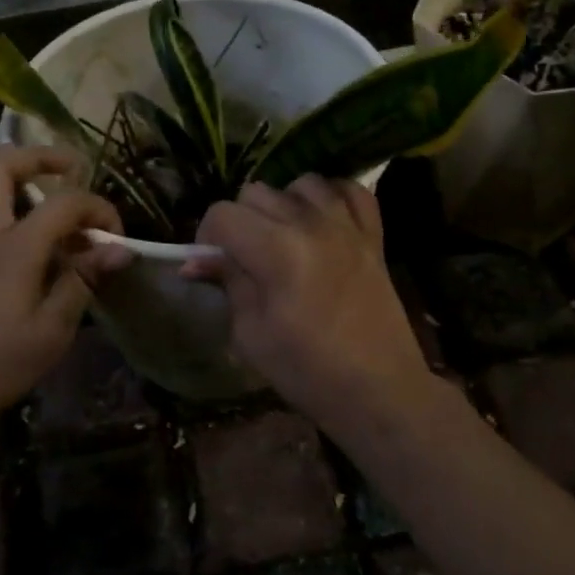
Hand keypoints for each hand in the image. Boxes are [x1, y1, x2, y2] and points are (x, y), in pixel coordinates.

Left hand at [0, 147, 127, 429]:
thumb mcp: (51, 332)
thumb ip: (82, 283)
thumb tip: (118, 250)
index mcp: (16, 250)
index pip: (64, 204)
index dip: (98, 210)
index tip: (115, 238)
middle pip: (3, 168)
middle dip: (41, 157)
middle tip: (71, 167)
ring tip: (24, 171)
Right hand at [184, 177, 435, 422]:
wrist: (378, 390)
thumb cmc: (307, 371)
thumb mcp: (251, 334)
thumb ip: (228, 284)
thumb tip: (196, 261)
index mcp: (276, 251)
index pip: (223, 214)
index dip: (207, 236)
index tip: (211, 264)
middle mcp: (311, 225)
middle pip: (257, 192)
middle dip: (240, 221)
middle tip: (244, 259)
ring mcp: (347, 226)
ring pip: (301, 184)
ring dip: (284, 205)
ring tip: (284, 238)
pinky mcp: (373, 236)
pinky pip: (350, 191)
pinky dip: (332, 199)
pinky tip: (323, 223)